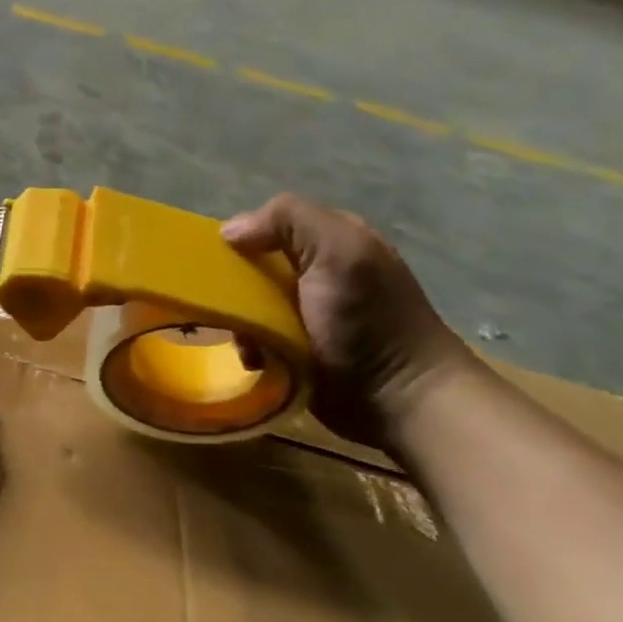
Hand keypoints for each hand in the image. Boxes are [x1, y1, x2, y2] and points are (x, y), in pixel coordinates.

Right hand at [222, 193, 470, 444]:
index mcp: (331, 240)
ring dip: (239, 320)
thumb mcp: (339, 251)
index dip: (243, 237)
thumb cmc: (369, 320)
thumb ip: (288, 221)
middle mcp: (318, 273)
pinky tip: (253, 358)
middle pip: (254, 266)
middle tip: (223, 304)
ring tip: (242, 339)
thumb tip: (228, 231)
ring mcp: (307, 314)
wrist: (402, 400)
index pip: (270, 225)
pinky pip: (255, 339)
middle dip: (234, 284)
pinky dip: (248, 346)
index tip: (220, 260)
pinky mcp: (297, 351)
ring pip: (249, 304)